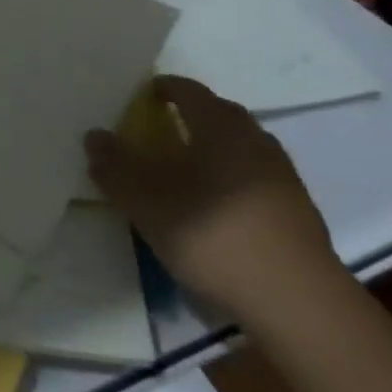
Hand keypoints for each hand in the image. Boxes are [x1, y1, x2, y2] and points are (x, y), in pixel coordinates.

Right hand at [85, 75, 338, 324]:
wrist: (298, 302)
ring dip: (210, 153)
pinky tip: (216, 212)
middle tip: (157, 135)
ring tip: (185, 175)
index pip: (187, 89)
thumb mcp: (147, 201)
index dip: (161, 89)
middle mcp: (254, 138)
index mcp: (220, 124)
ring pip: (237, 149)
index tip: (140, 100)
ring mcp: (281, 175)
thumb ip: (116, 166)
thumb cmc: (213, 234)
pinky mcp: (297, 212)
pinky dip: (230, 184)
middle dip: (187, 119)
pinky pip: (253, 181)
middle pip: (216, 115)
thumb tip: (94, 136)